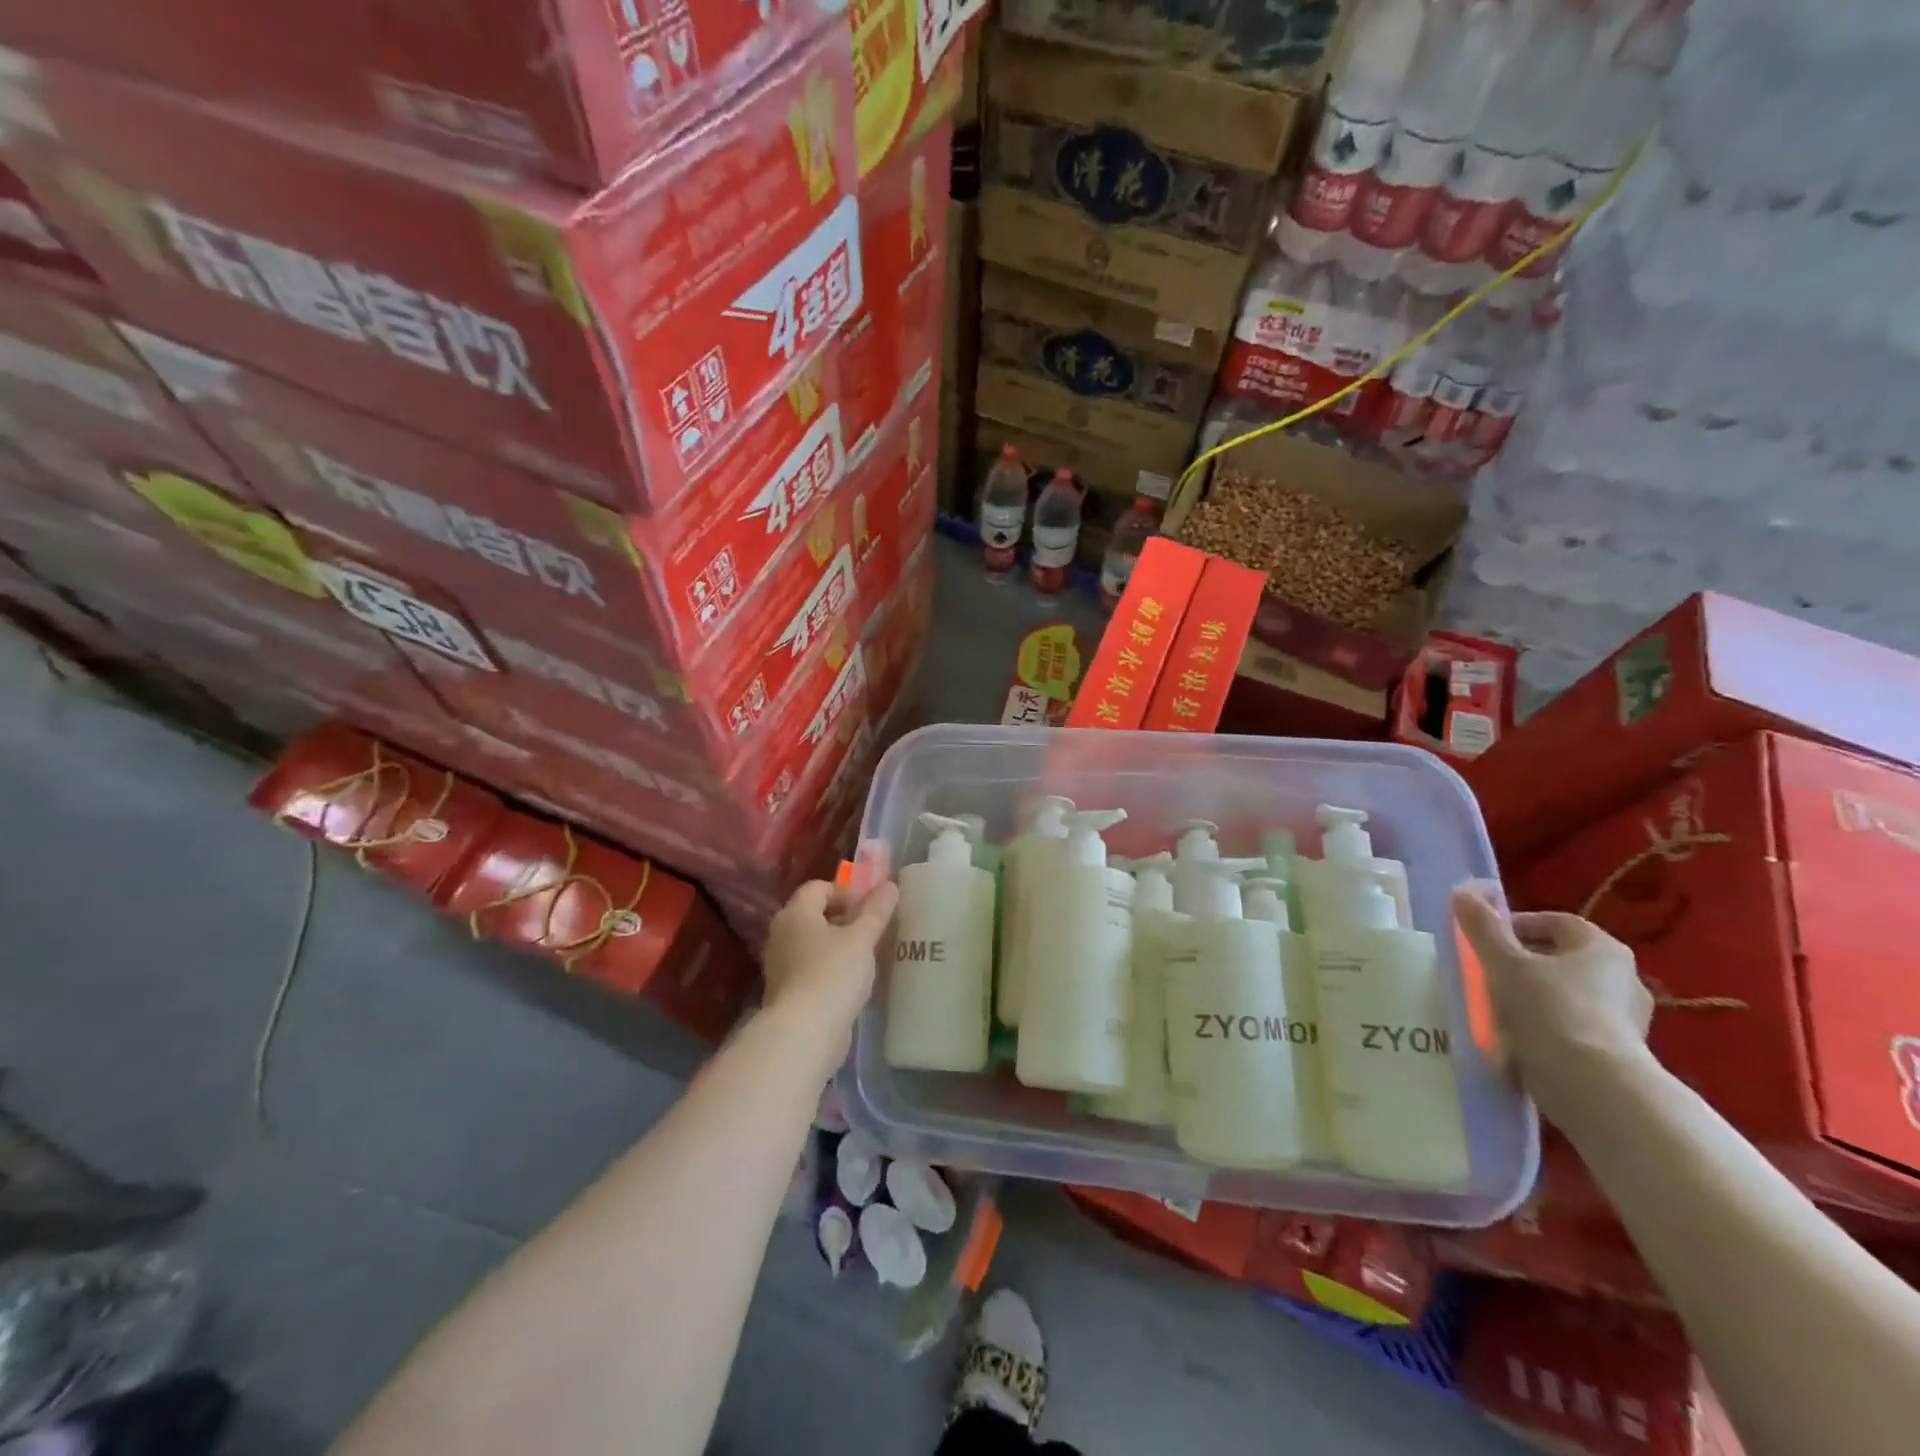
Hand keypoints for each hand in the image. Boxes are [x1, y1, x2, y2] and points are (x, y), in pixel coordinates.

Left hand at [763, 880, 899, 1043]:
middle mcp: (781, 934)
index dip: (846, 891)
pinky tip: (852, 981)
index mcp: (795, 914)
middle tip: (872, 929)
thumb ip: (876, 911)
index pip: (818, 887)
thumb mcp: (861, 939)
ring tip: (867, 955)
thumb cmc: (832, 974)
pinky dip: (831, 968)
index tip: (871, 905)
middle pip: (814, 914)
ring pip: (813, 943)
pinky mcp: (787, 992)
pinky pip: (812, 968)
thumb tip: (889, 885)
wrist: (804, 1033)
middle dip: (844, 918)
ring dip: (839, 944)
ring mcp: (781, 965)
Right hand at [1452, 887, 1653, 1098]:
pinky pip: (1576, 1025)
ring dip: (1537, 994)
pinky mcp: (1621, 1052)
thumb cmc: (1550, 1009)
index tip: (1487, 938)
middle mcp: (1625, 977)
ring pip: (1569, 993)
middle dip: (1526, 961)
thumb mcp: (1504, 962)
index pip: (1557, 922)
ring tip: (1500, 1006)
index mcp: (1603, 949)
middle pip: (1563, 958)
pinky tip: (1522, 1036)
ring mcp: (1628, 1018)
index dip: (1518, 924)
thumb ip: (1482, 927)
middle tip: (1489, 970)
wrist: (1594, 1086)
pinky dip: (1550, 1024)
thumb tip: (1462, 892)